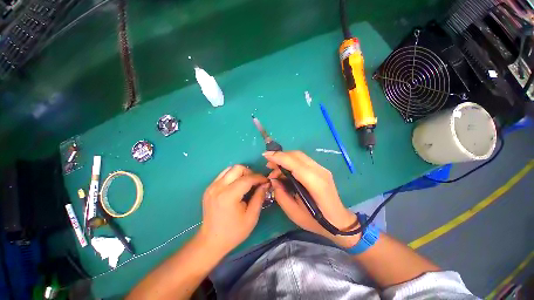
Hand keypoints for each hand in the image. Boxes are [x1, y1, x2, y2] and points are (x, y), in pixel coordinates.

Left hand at [198, 165, 268, 256]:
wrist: (211, 241)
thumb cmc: (233, 232)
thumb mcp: (251, 217)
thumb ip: (259, 197)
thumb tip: (265, 184)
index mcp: (228, 196)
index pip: (247, 179)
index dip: (259, 177)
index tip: (266, 181)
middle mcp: (218, 187)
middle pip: (237, 168)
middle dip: (250, 172)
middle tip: (255, 182)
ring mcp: (211, 187)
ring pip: (229, 169)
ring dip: (241, 173)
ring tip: (247, 183)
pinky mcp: (209, 188)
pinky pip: (223, 175)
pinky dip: (233, 176)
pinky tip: (237, 186)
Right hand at [264, 151, 360, 247]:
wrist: (339, 221)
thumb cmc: (316, 221)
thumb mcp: (294, 213)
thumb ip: (281, 195)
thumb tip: (274, 180)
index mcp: (315, 184)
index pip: (295, 164)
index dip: (279, 157)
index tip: (265, 155)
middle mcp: (320, 172)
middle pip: (297, 155)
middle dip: (280, 156)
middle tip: (268, 164)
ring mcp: (322, 169)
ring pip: (300, 156)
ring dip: (285, 158)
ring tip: (274, 169)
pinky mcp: (321, 169)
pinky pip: (303, 160)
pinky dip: (291, 161)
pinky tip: (285, 170)